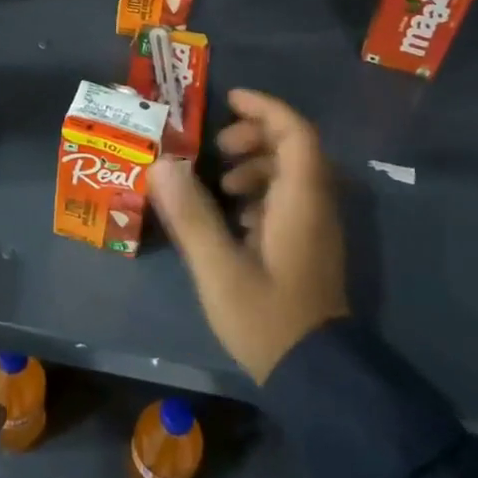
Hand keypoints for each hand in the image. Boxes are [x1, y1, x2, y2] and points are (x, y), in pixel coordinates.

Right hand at [147, 88, 348, 383]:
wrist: (316, 377)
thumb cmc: (267, 318)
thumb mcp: (218, 267)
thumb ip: (190, 214)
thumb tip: (161, 164)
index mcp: (301, 201)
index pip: (295, 133)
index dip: (264, 108)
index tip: (228, 100)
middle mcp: (316, 206)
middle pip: (294, 147)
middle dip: (253, 136)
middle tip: (216, 149)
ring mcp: (316, 228)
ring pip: (291, 174)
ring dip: (255, 165)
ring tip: (219, 184)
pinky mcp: (308, 247)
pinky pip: (288, 199)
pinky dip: (260, 192)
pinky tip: (232, 217)